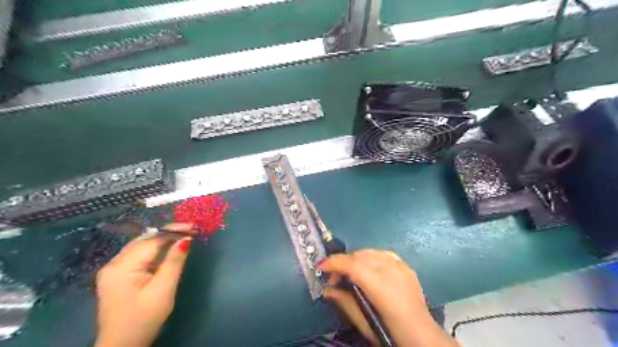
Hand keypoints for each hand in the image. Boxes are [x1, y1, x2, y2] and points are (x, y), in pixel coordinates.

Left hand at [94, 224, 193, 345]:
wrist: (122, 346)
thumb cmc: (145, 318)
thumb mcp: (164, 289)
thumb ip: (174, 262)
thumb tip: (186, 239)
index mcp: (122, 267)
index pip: (151, 240)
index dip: (173, 231)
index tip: (193, 227)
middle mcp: (113, 264)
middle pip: (143, 240)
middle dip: (167, 233)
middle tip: (190, 230)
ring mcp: (112, 270)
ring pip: (140, 246)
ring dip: (161, 240)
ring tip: (182, 237)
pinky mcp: (116, 276)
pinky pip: (137, 255)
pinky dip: (153, 249)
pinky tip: (165, 250)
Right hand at [318, 249, 457, 346]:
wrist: (422, 336)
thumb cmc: (389, 331)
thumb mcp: (362, 321)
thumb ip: (344, 301)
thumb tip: (326, 289)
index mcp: (380, 285)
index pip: (352, 264)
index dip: (334, 262)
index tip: (321, 267)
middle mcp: (391, 269)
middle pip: (360, 255)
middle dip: (344, 262)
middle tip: (335, 278)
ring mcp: (401, 266)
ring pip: (371, 251)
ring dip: (357, 259)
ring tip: (352, 273)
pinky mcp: (407, 266)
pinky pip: (384, 254)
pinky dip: (372, 258)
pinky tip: (369, 268)